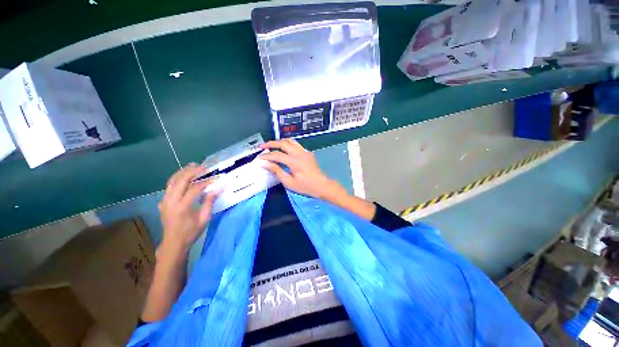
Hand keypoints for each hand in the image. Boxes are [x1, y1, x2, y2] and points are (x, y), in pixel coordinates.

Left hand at [158, 163, 218, 253]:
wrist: (173, 242)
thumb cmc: (191, 232)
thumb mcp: (204, 218)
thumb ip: (210, 202)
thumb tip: (218, 188)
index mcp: (182, 207)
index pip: (195, 188)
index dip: (206, 181)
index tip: (216, 178)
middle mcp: (171, 201)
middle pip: (181, 180)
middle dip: (193, 172)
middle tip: (204, 167)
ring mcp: (164, 200)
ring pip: (172, 180)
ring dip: (183, 171)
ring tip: (193, 165)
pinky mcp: (163, 201)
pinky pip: (169, 185)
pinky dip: (177, 177)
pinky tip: (184, 174)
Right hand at [259, 139, 342, 199]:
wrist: (322, 185)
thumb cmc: (305, 186)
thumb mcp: (289, 182)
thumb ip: (277, 171)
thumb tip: (265, 163)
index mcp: (294, 161)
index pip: (277, 155)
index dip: (267, 156)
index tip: (259, 158)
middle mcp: (299, 153)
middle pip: (283, 143)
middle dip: (271, 143)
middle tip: (262, 146)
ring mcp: (305, 151)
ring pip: (290, 141)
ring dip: (280, 141)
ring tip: (272, 145)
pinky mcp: (308, 152)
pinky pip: (296, 144)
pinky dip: (288, 144)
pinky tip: (284, 149)